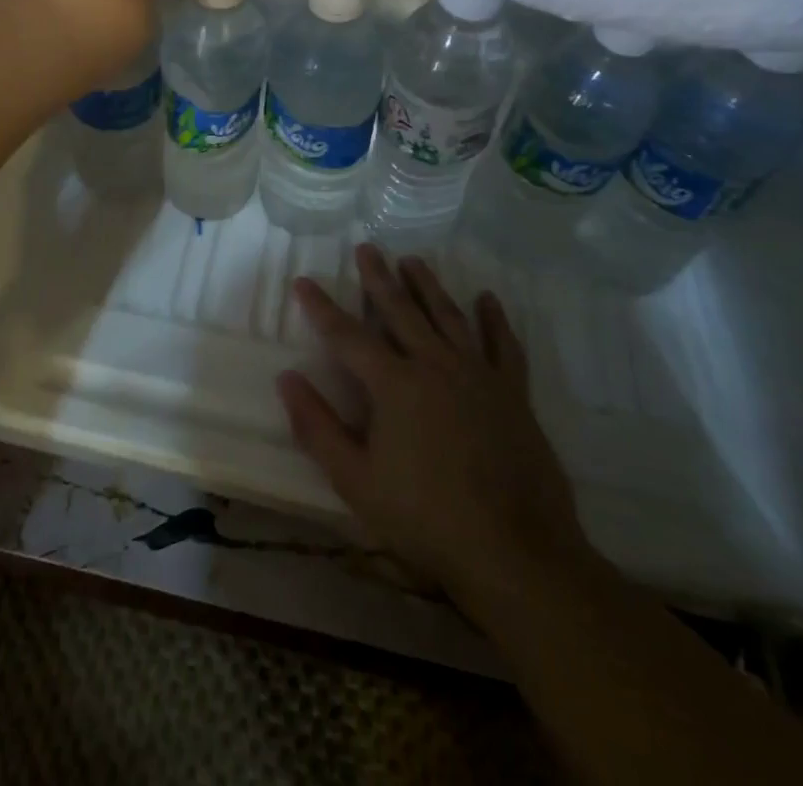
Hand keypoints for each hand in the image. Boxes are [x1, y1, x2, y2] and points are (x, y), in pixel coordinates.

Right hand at [277, 246, 596, 611]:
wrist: (516, 554)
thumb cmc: (426, 519)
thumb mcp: (355, 480)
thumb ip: (317, 427)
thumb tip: (286, 378)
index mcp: (394, 384)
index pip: (346, 335)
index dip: (321, 307)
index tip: (303, 281)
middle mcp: (434, 365)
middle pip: (400, 310)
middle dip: (379, 278)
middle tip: (367, 248)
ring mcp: (478, 375)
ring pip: (448, 316)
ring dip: (428, 286)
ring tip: (413, 260)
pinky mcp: (513, 393)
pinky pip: (503, 345)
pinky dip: (494, 319)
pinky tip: (487, 299)